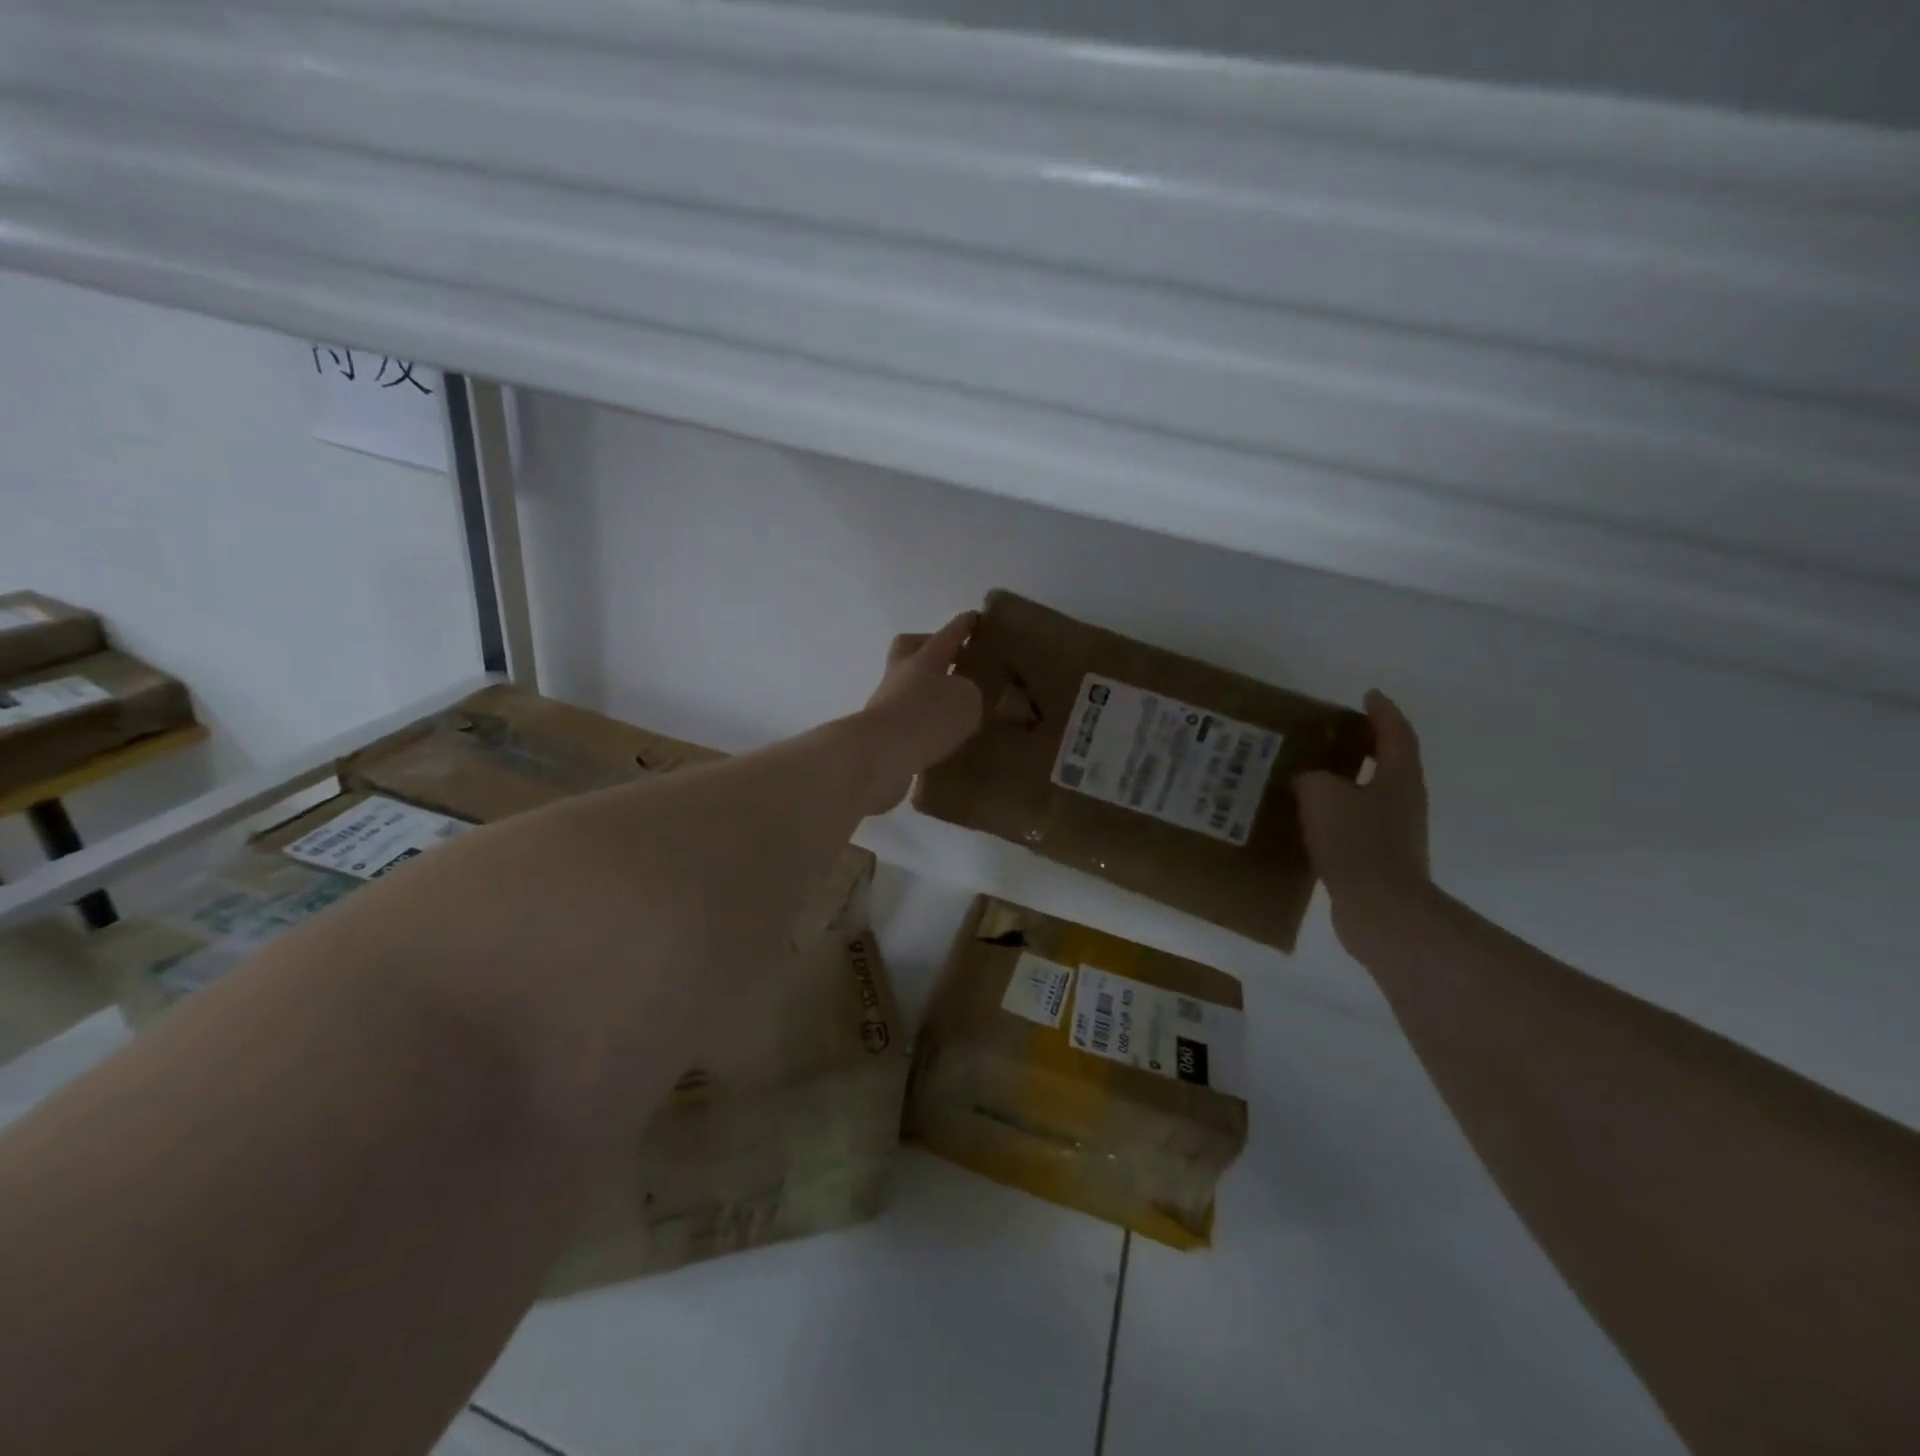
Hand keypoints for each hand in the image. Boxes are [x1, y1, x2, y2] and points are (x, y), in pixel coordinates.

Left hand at [861, 611, 982, 812]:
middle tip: (951, 660)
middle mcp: (901, 674)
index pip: (948, 635)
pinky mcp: (881, 732)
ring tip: (952, 707)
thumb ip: (969, 692)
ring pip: (908, 686)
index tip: (975, 617)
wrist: (880, 754)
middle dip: (929, 649)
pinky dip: (922, 723)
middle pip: (910, 649)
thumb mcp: (966, 699)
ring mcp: (886, 702)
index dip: (963, 626)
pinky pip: (906, 718)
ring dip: (926, 692)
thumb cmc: (928, 716)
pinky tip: (939, 737)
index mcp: (925, 658)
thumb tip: (959, 698)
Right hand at [1295, 690, 1431, 960]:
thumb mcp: (1322, 795)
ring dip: (1347, 782)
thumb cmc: (1357, 843)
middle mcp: (1404, 801)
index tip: (1369, 694)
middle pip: (1389, 763)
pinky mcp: (1379, 859)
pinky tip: (1309, 819)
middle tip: (1334, 733)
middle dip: (1365, 745)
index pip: (1395, 734)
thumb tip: (1308, 779)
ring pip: (1370, 795)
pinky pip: (1356, 824)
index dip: (1383, 712)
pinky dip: (1336, 814)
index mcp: (1399, 778)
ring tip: (1312, 775)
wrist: (1380, 910)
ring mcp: (1395, 833)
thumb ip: (1312, 777)